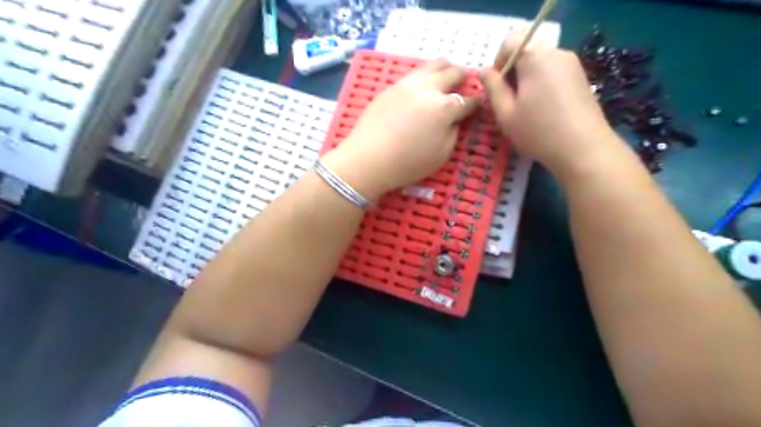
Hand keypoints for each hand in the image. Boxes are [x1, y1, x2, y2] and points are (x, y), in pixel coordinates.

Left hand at [324, 59, 477, 199]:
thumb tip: (455, 118)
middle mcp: (429, 89)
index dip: (476, 102)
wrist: (368, 159)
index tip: (478, 104)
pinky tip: (423, 83)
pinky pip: (414, 73)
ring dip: (445, 68)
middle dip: (463, 78)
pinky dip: (425, 75)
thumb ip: (453, 132)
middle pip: (453, 73)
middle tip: (464, 84)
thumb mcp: (441, 154)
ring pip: (433, 65)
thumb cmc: (408, 163)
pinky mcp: (392, 86)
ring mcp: (408, 84)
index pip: (468, 100)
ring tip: (446, 74)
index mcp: (445, 108)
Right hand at [481, 34, 623, 176]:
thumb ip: (493, 88)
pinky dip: (542, 86)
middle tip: (509, 104)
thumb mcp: (506, 114)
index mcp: (536, 57)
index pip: (510, 41)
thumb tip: (485, 72)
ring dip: (526, 81)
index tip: (498, 88)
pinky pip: (553, 73)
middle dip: (512, 74)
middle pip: (526, 52)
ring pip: (540, 64)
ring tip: (526, 110)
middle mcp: (556, 53)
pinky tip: (543, 111)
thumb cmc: (538, 131)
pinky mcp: (581, 78)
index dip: (498, 62)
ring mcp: (572, 65)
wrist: (584, 150)